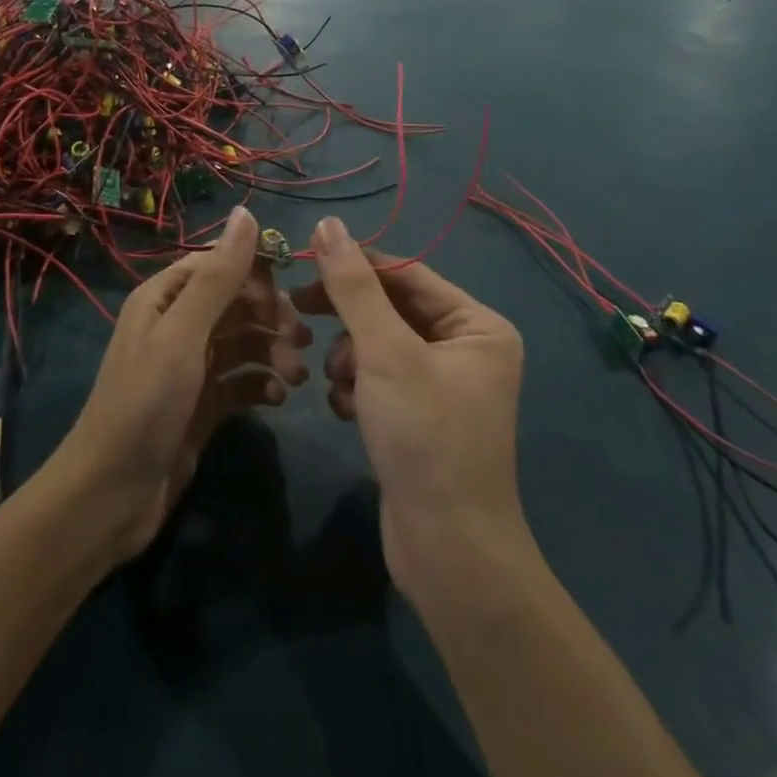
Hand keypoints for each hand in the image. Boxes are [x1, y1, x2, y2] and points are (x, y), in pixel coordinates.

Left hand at [52, 206, 311, 565]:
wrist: (110, 498)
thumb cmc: (144, 404)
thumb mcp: (182, 335)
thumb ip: (218, 276)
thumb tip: (247, 213)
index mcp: (164, 298)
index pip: (218, 264)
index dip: (256, 273)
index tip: (290, 295)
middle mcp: (177, 325)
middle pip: (235, 303)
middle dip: (270, 317)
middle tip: (302, 341)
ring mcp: (190, 367)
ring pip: (242, 343)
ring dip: (272, 353)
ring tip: (297, 376)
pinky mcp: (202, 405)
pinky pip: (240, 381)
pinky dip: (261, 385)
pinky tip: (278, 399)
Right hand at [290, 217, 525, 592]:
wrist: (446, 551)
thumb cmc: (424, 436)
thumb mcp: (384, 351)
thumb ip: (352, 286)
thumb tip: (327, 224)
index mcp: (476, 325)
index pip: (406, 273)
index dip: (355, 265)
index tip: (303, 264)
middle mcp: (466, 348)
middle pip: (391, 309)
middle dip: (350, 322)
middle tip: (300, 315)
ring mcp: (443, 385)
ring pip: (378, 344)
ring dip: (349, 359)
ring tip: (340, 386)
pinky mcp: (420, 416)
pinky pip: (379, 379)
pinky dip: (358, 389)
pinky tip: (349, 413)